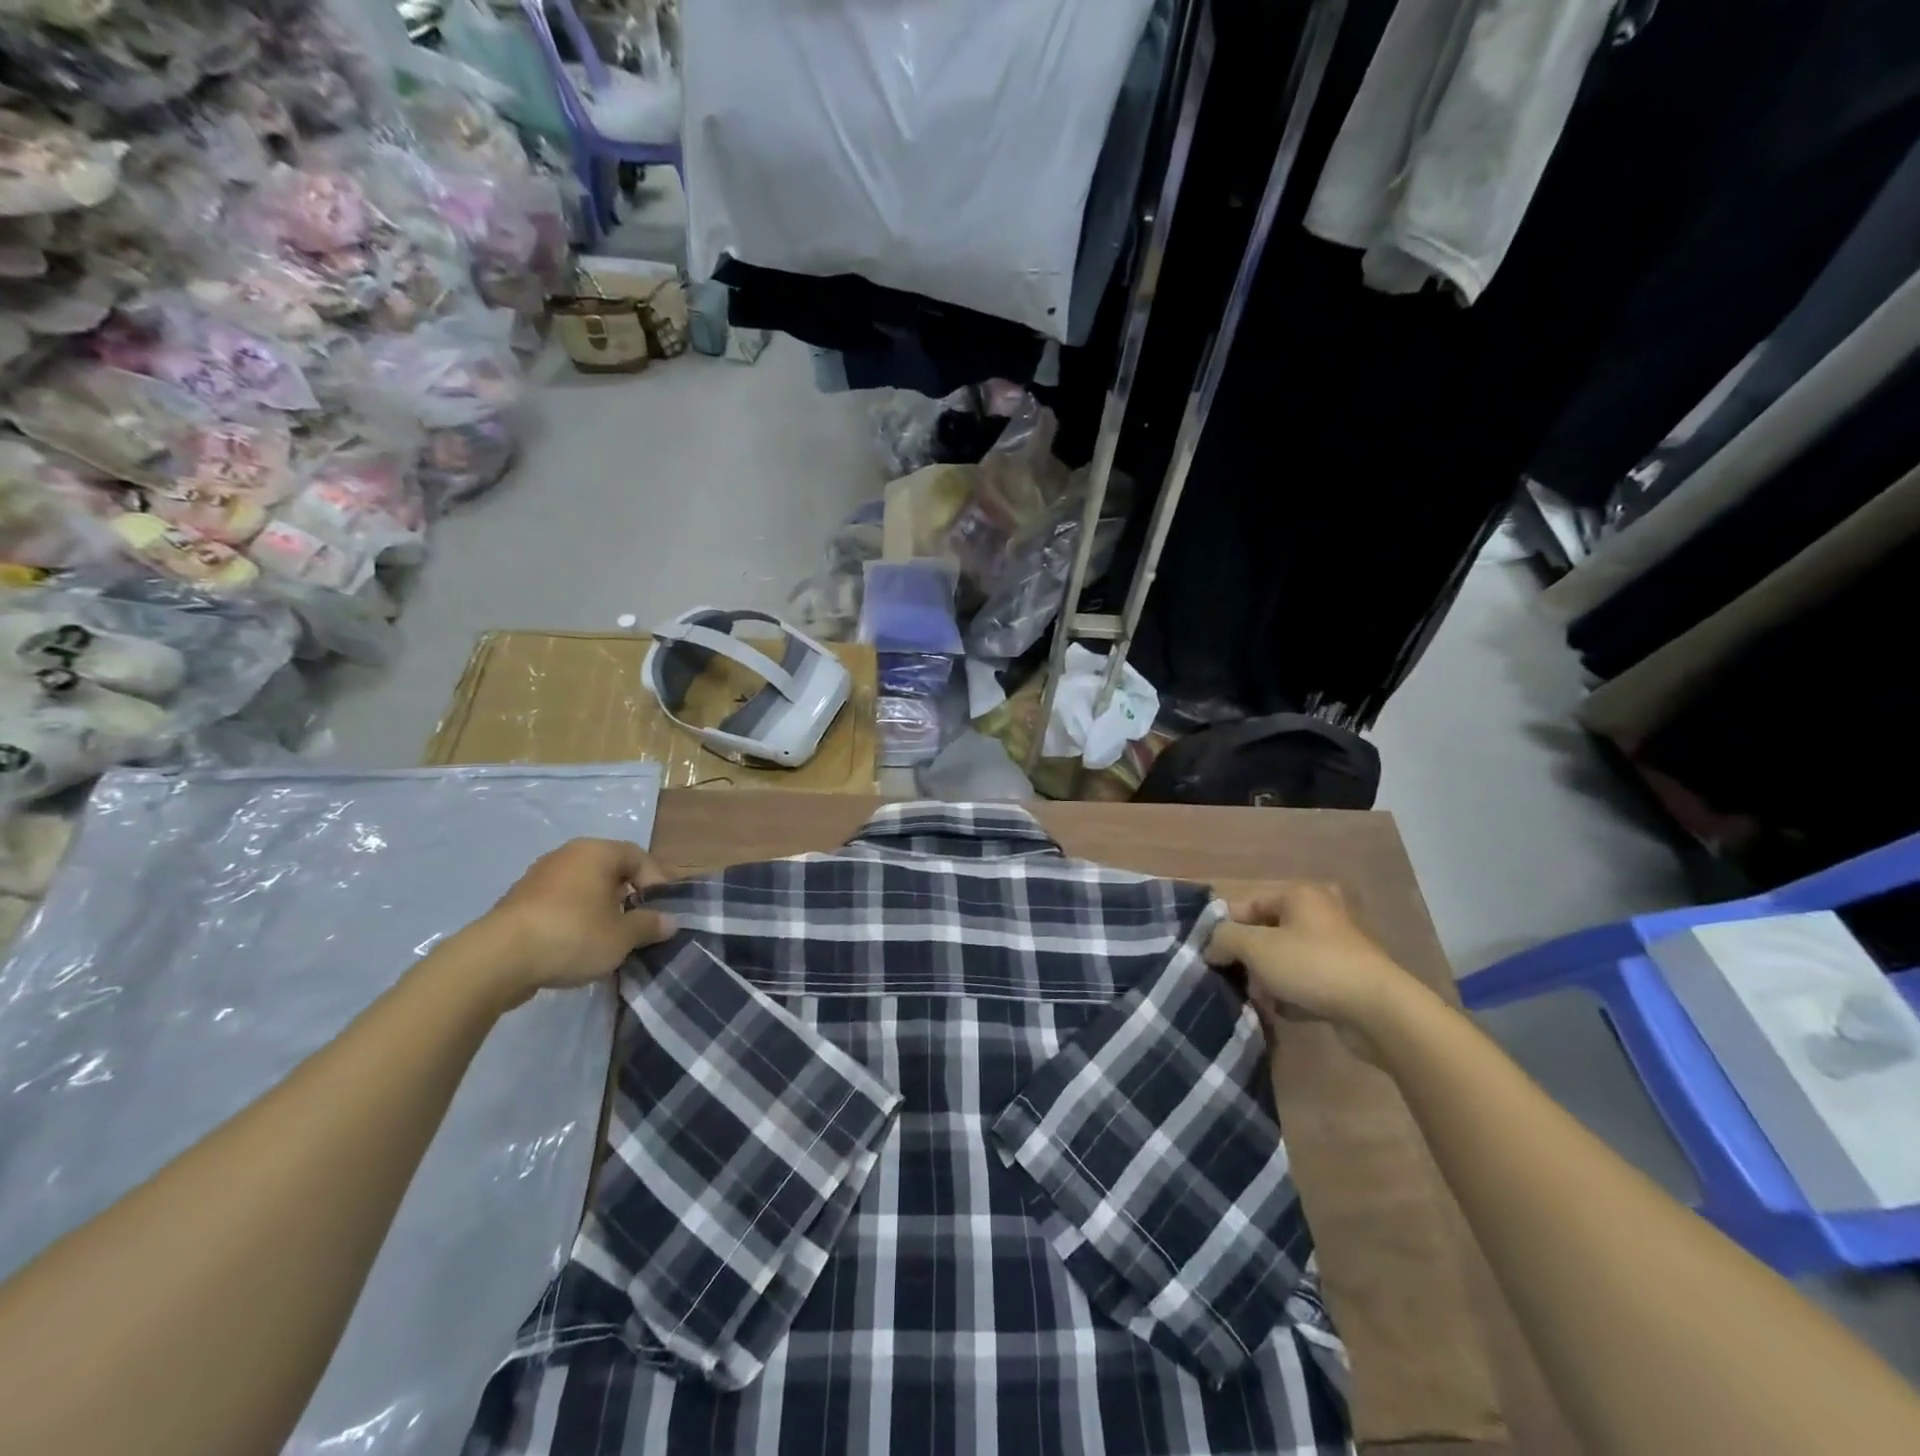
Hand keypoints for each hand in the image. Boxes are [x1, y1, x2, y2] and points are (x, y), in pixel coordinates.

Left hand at [482, 838, 678, 998]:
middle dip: (628, 896)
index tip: (662, 911)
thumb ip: (650, 925)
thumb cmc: (573, 935)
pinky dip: (574, 918)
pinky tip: (576, 945)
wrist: (497, 959)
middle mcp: (569, 854)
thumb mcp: (623, 936)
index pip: (639, 857)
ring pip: (583, 887)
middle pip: (610, 870)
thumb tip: (670, 921)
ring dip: (600, 908)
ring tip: (608, 938)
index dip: (656, 883)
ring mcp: (539, 876)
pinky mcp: (518, 900)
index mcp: (598, 852)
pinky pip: (559, 903)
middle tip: (637, 924)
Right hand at [1204, 883, 1415, 1050]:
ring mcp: (1336, 947)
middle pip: (1266, 933)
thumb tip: (1212, 946)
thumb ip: (1224, 939)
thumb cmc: (1312, 966)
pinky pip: (1306, 982)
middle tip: (1237, 981)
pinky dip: (1292, 994)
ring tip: (1261, 1000)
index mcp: (1299, 895)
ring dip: (1268, 980)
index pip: (1247, 905)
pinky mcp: (1347, 978)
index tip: (1211, 956)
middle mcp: (1319, 914)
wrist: (1379, 1011)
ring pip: (1285, 960)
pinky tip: (1286, 1011)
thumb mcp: (1256, 947)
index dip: (1225, 929)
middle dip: (1248, 960)